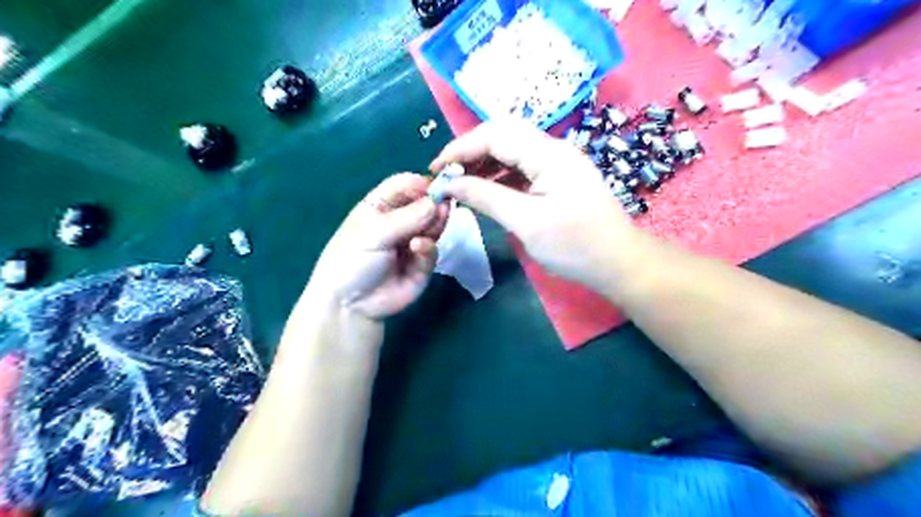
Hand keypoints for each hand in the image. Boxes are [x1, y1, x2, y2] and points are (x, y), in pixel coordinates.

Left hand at [308, 173, 450, 317]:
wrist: (350, 305)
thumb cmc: (351, 261)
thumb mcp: (372, 234)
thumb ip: (406, 218)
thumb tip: (437, 202)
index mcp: (381, 206)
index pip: (405, 186)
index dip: (421, 183)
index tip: (439, 184)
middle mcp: (400, 221)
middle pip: (424, 204)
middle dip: (435, 203)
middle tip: (445, 203)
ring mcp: (413, 242)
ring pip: (433, 226)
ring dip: (436, 222)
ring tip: (439, 218)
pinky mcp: (422, 265)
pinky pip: (432, 251)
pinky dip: (428, 248)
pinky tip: (419, 247)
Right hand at [432, 122, 640, 289]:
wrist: (619, 263)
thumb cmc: (575, 245)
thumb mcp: (526, 222)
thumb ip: (486, 197)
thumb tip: (449, 183)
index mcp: (548, 154)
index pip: (494, 135)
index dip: (460, 148)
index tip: (435, 169)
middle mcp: (553, 149)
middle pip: (503, 136)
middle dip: (470, 152)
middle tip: (446, 175)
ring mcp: (558, 163)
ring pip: (512, 151)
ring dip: (484, 164)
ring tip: (460, 183)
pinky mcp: (559, 178)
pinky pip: (522, 168)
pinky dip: (500, 176)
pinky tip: (486, 190)